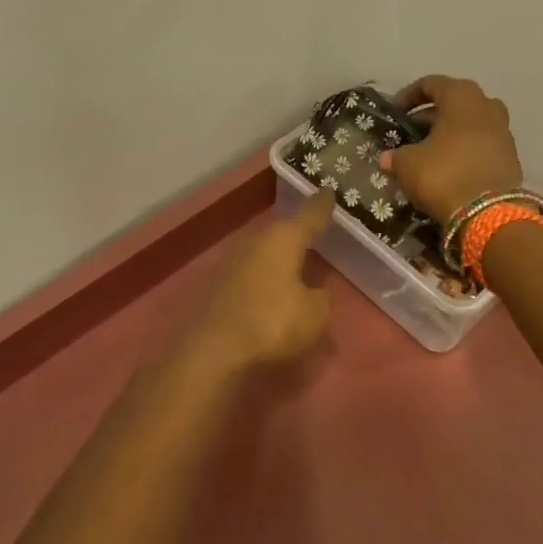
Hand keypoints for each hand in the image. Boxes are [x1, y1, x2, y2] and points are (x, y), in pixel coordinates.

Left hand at [186, 192, 333, 370]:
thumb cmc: (272, 323)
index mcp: (283, 239)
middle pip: (282, 234)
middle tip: (315, 239)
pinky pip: (250, 277)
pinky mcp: (217, 286)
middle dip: (297, 238)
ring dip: (278, 263)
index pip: (309, 215)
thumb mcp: (315, 314)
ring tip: (295, 271)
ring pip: (264, 255)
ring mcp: (231, 262)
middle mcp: (255, 241)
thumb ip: (320, 297)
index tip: (329, 192)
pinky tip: (270, 296)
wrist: (213, 351)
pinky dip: (263, 282)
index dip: (322, 206)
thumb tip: (315, 290)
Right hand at [381, 75, 524, 222]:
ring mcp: (503, 131)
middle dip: (430, 116)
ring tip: (428, 151)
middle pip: (454, 102)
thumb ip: (396, 156)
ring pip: (470, 124)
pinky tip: (448, 167)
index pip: (432, 84)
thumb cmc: (444, 175)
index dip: (409, 96)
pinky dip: (464, 149)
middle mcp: (487, 106)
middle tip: (410, 132)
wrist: (489, 214)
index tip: (395, 112)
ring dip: (449, 133)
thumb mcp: (408, 164)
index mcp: (461, 97)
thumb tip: (388, 158)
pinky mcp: (510, 156)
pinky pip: (481, 144)